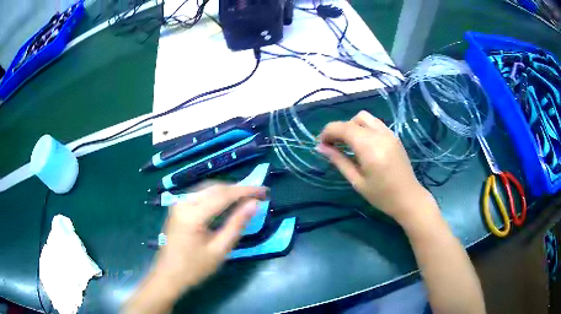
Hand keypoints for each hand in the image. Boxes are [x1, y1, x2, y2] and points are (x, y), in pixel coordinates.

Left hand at [152, 184, 266, 295]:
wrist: (168, 275)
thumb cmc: (194, 268)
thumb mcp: (219, 250)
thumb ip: (236, 225)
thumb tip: (254, 204)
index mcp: (193, 214)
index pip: (224, 195)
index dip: (246, 191)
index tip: (264, 191)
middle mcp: (184, 202)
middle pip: (215, 188)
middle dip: (238, 189)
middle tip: (258, 195)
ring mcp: (178, 204)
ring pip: (208, 189)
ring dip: (228, 192)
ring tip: (246, 198)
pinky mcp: (178, 208)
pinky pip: (200, 195)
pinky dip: (216, 196)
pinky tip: (227, 203)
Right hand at [316, 111, 434, 223]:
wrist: (409, 198)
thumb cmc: (381, 195)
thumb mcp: (357, 181)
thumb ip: (339, 161)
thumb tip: (320, 148)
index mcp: (369, 148)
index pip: (343, 128)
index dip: (327, 132)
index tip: (320, 144)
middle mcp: (379, 135)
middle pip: (352, 120)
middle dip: (338, 129)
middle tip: (332, 146)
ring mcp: (388, 133)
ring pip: (364, 117)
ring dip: (351, 126)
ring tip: (348, 144)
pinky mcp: (394, 136)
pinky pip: (374, 123)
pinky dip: (363, 128)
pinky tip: (362, 144)